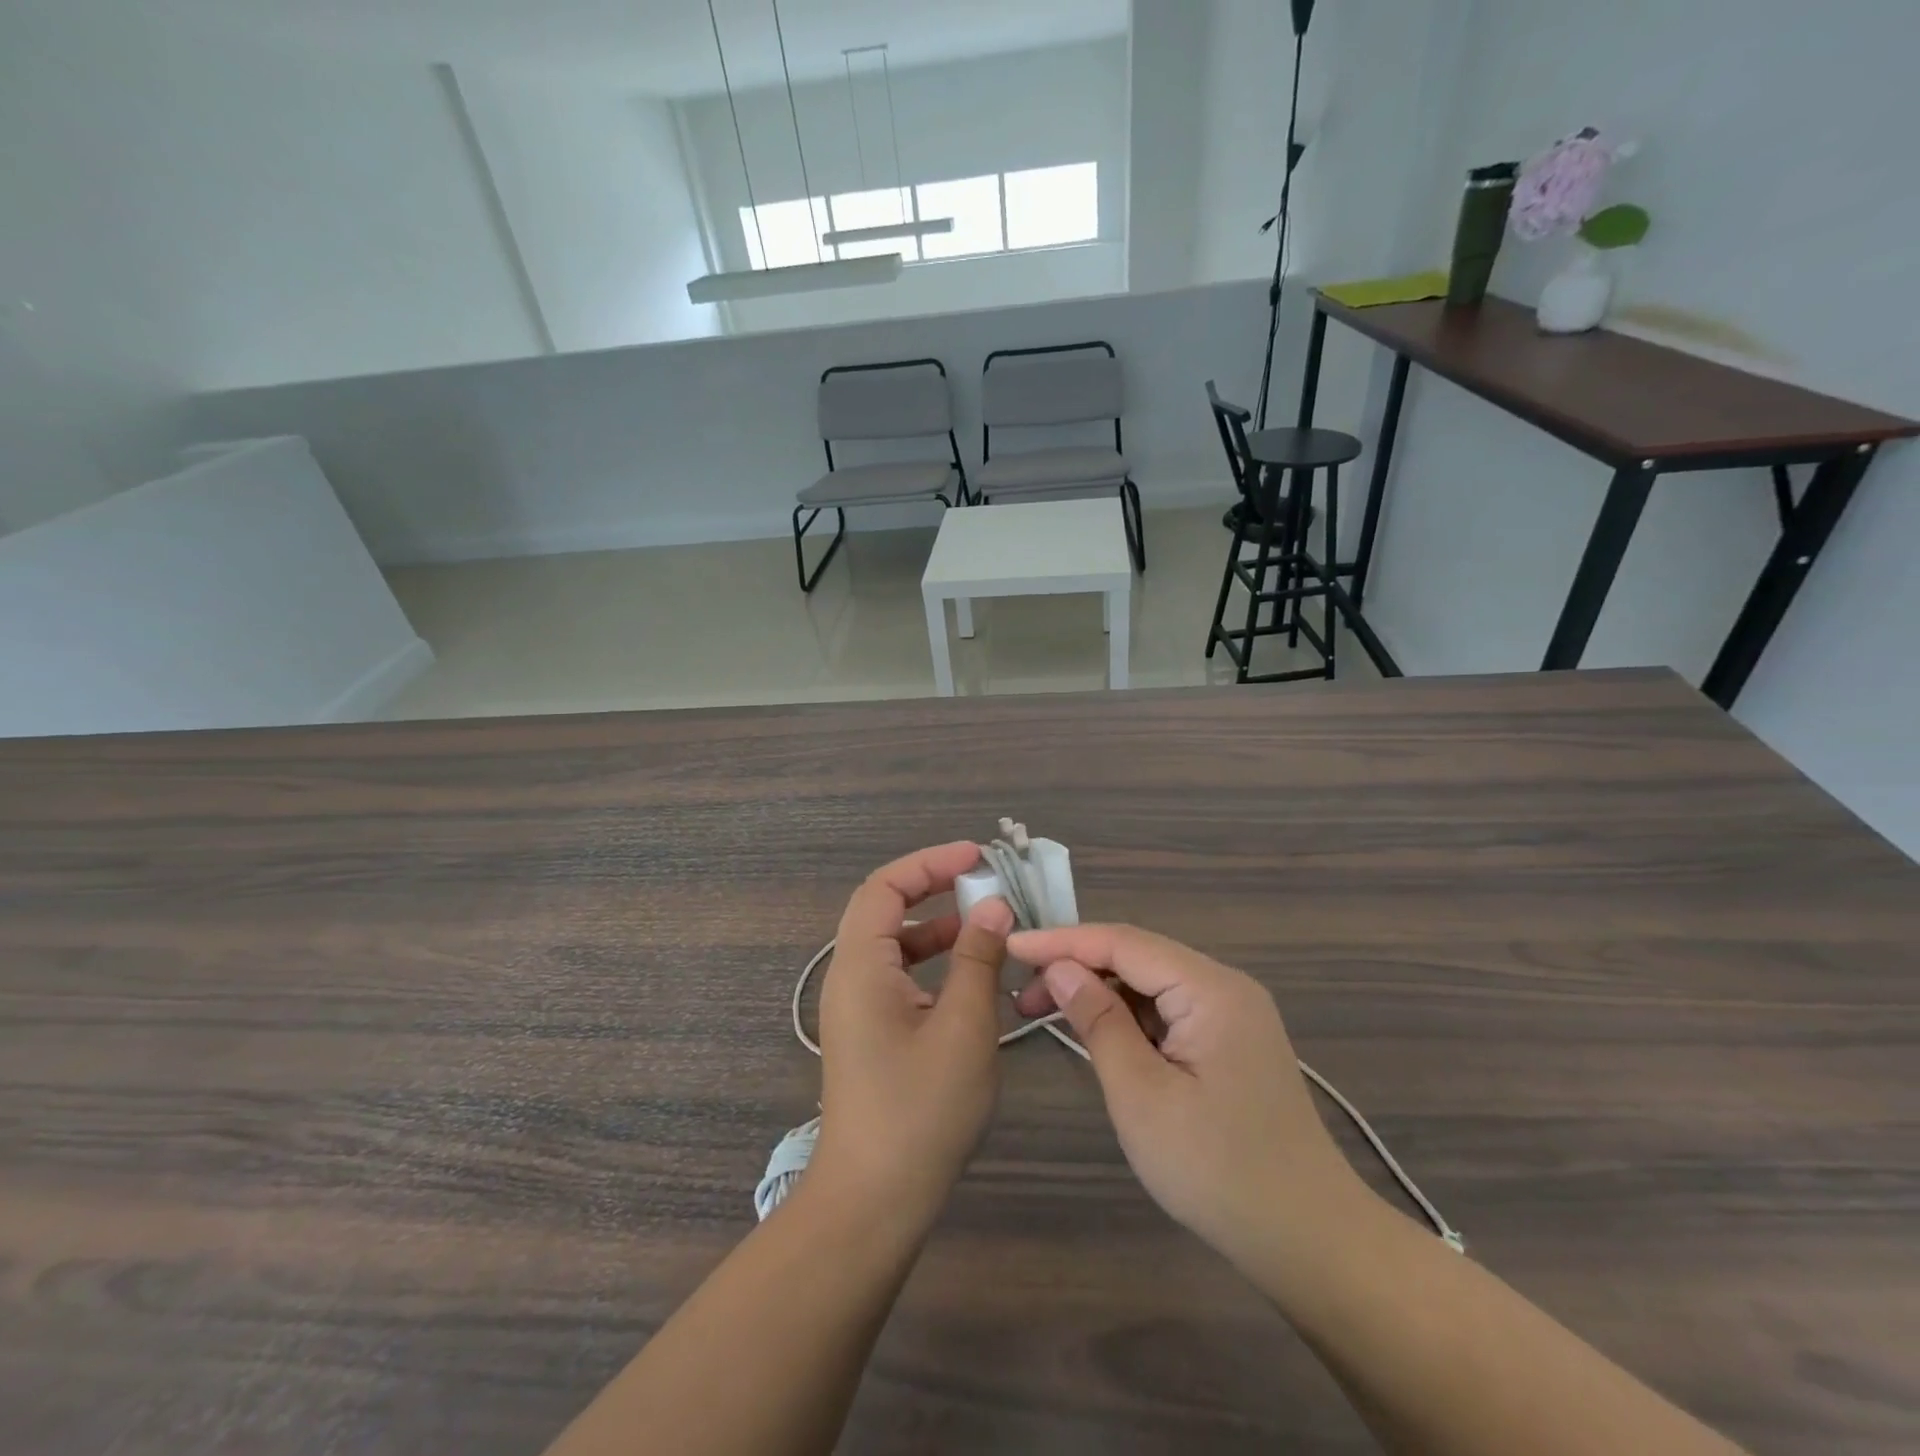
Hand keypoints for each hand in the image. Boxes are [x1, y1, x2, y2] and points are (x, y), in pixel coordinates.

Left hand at [809, 842, 1013, 1236]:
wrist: (873, 1200)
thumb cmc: (920, 1109)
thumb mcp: (964, 1028)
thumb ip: (977, 959)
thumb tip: (992, 907)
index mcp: (860, 966)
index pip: (885, 887)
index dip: (929, 863)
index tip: (976, 857)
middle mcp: (850, 977)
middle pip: (884, 909)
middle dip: (933, 888)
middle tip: (982, 883)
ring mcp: (857, 1007)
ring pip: (894, 945)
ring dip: (936, 927)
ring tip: (986, 925)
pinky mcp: (870, 1033)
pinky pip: (899, 977)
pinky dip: (933, 964)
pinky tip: (972, 977)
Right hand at [1009, 923, 1365, 1270]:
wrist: (1308, 1240)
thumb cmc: (1218, 1170)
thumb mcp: (1142, 1095)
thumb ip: (1098, 1021)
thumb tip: (1059, 968)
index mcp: (1211, 989)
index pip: (1124, 942)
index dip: (1063, 941)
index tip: (1011, 945)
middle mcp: (1225, 986)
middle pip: (1137, 956)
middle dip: (1077, 966)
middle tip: (1023, 993)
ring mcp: (1231, 1013)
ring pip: (1150, 982)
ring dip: (1099, 992)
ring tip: (1046, 1012)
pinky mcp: (1229, 1040)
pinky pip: (1167, 1009)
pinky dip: (1126, 1016)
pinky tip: (1097, 1034)